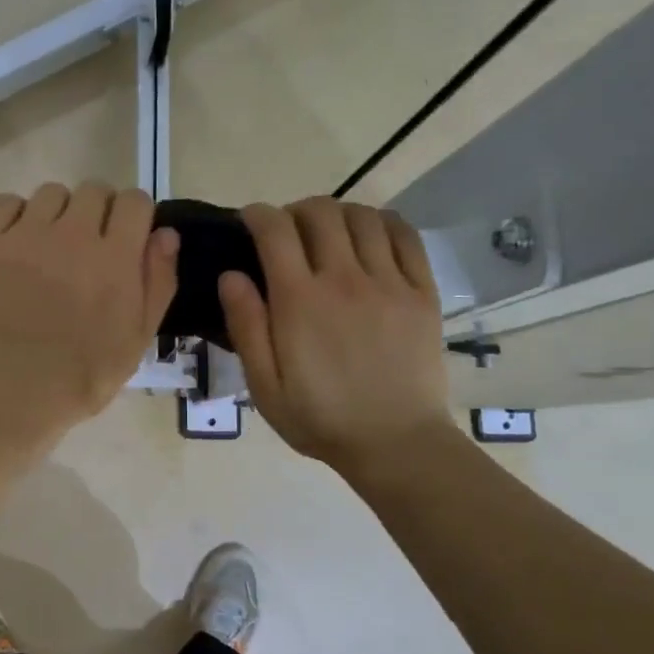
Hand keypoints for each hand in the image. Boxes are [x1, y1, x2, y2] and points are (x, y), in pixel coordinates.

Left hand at [0, 182, 179, 445]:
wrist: (9, 396)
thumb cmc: (82, 377)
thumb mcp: (137, 340)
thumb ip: (158, 282)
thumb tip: (165, 233)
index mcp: (115, 258)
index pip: (134, 201)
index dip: (134, 215)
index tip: (127, 237)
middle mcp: (72, 235)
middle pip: (94, 189)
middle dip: (99, 211)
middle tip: (89, 245)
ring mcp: (24, 236)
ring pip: (50, 193)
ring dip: (58, 213)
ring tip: (50, 246)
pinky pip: (5, 203)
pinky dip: (15, 215)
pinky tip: (17, 243)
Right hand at [219, 198, 455, 475]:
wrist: (395, 443)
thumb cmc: (320, 419)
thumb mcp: (265, 386)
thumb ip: (246, 327)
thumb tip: (231, 275)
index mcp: (299, 301)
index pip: (275, 230)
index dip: (258, 215)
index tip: (250, 221)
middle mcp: (344, 279)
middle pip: (320, 212)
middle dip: (296, 211)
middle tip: (289, 232)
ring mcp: (389, 282)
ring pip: (363, 217)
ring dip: (339, 214)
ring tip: (329, 234)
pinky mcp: (422, 292)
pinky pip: (405, 236)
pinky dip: (383, 223)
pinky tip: (371, 237)